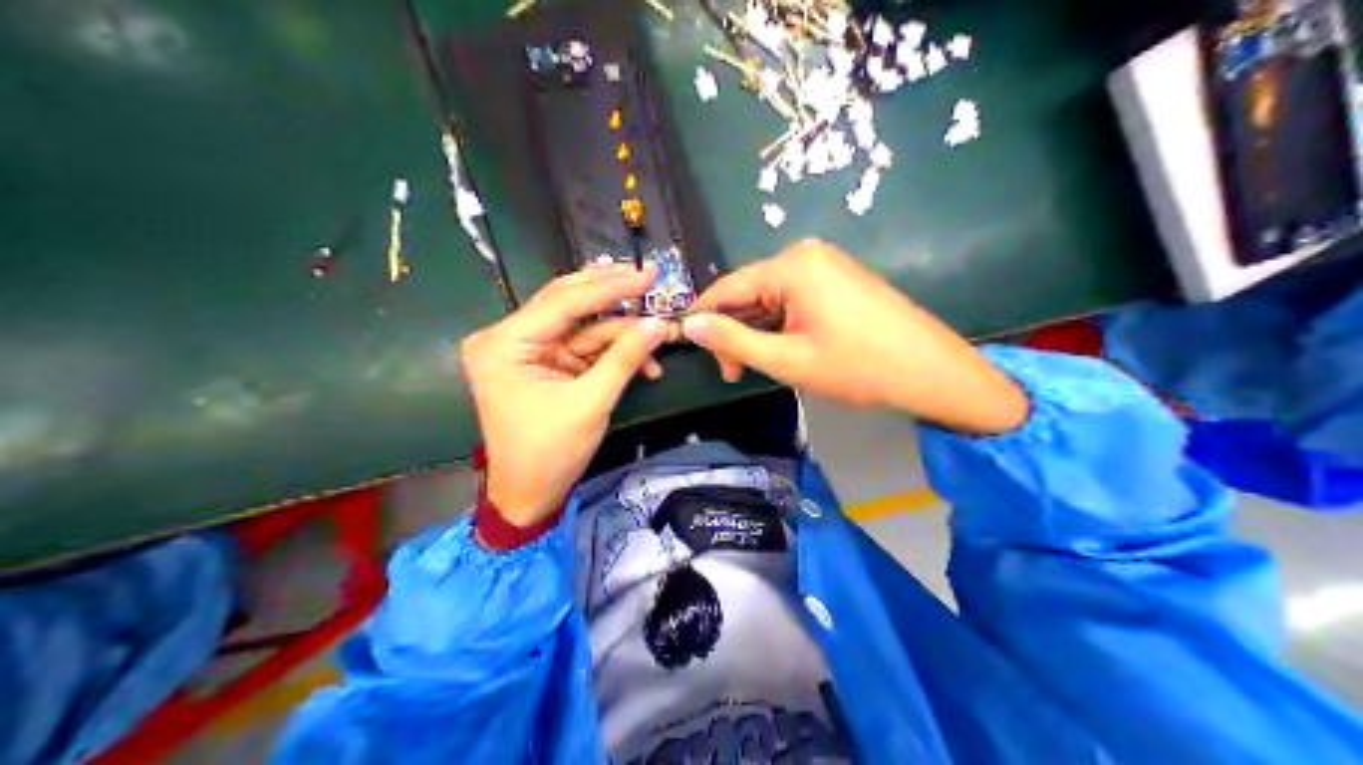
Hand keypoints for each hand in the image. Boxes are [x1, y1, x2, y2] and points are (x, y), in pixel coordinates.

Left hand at [462, 263, 672, 524]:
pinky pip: (581, 346)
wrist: (528, 497)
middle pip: (567, 303)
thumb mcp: (590, 403)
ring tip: (660, 328)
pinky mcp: (541, 364)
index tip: (649, 273)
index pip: (563, 302)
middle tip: (651, 278)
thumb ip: (624, 358)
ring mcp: (525, 351)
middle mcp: (508, 338)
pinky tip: (644, 359)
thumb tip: (658, 322)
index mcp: (504, 344)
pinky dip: (611, 351)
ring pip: (580, 324)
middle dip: (612, 296)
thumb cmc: (549, 454)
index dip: (610, 287)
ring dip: (620, 329)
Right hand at [688, 243, 1027, 437]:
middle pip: (751, 291)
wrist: (930, 370)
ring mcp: (828, 265)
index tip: (689, 348)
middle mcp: (807, 255)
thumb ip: (734, 341)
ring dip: (760, 332)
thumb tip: (689, 325)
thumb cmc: (857, 366)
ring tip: (763, 369)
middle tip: (735, 375)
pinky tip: (787, 352)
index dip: (704, 317)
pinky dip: (783, 325)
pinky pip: (796, 299)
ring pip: (773, 298)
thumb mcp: (788, 360)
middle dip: (737, 332)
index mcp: (791, 266)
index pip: (728, 287)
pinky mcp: (842, 280)